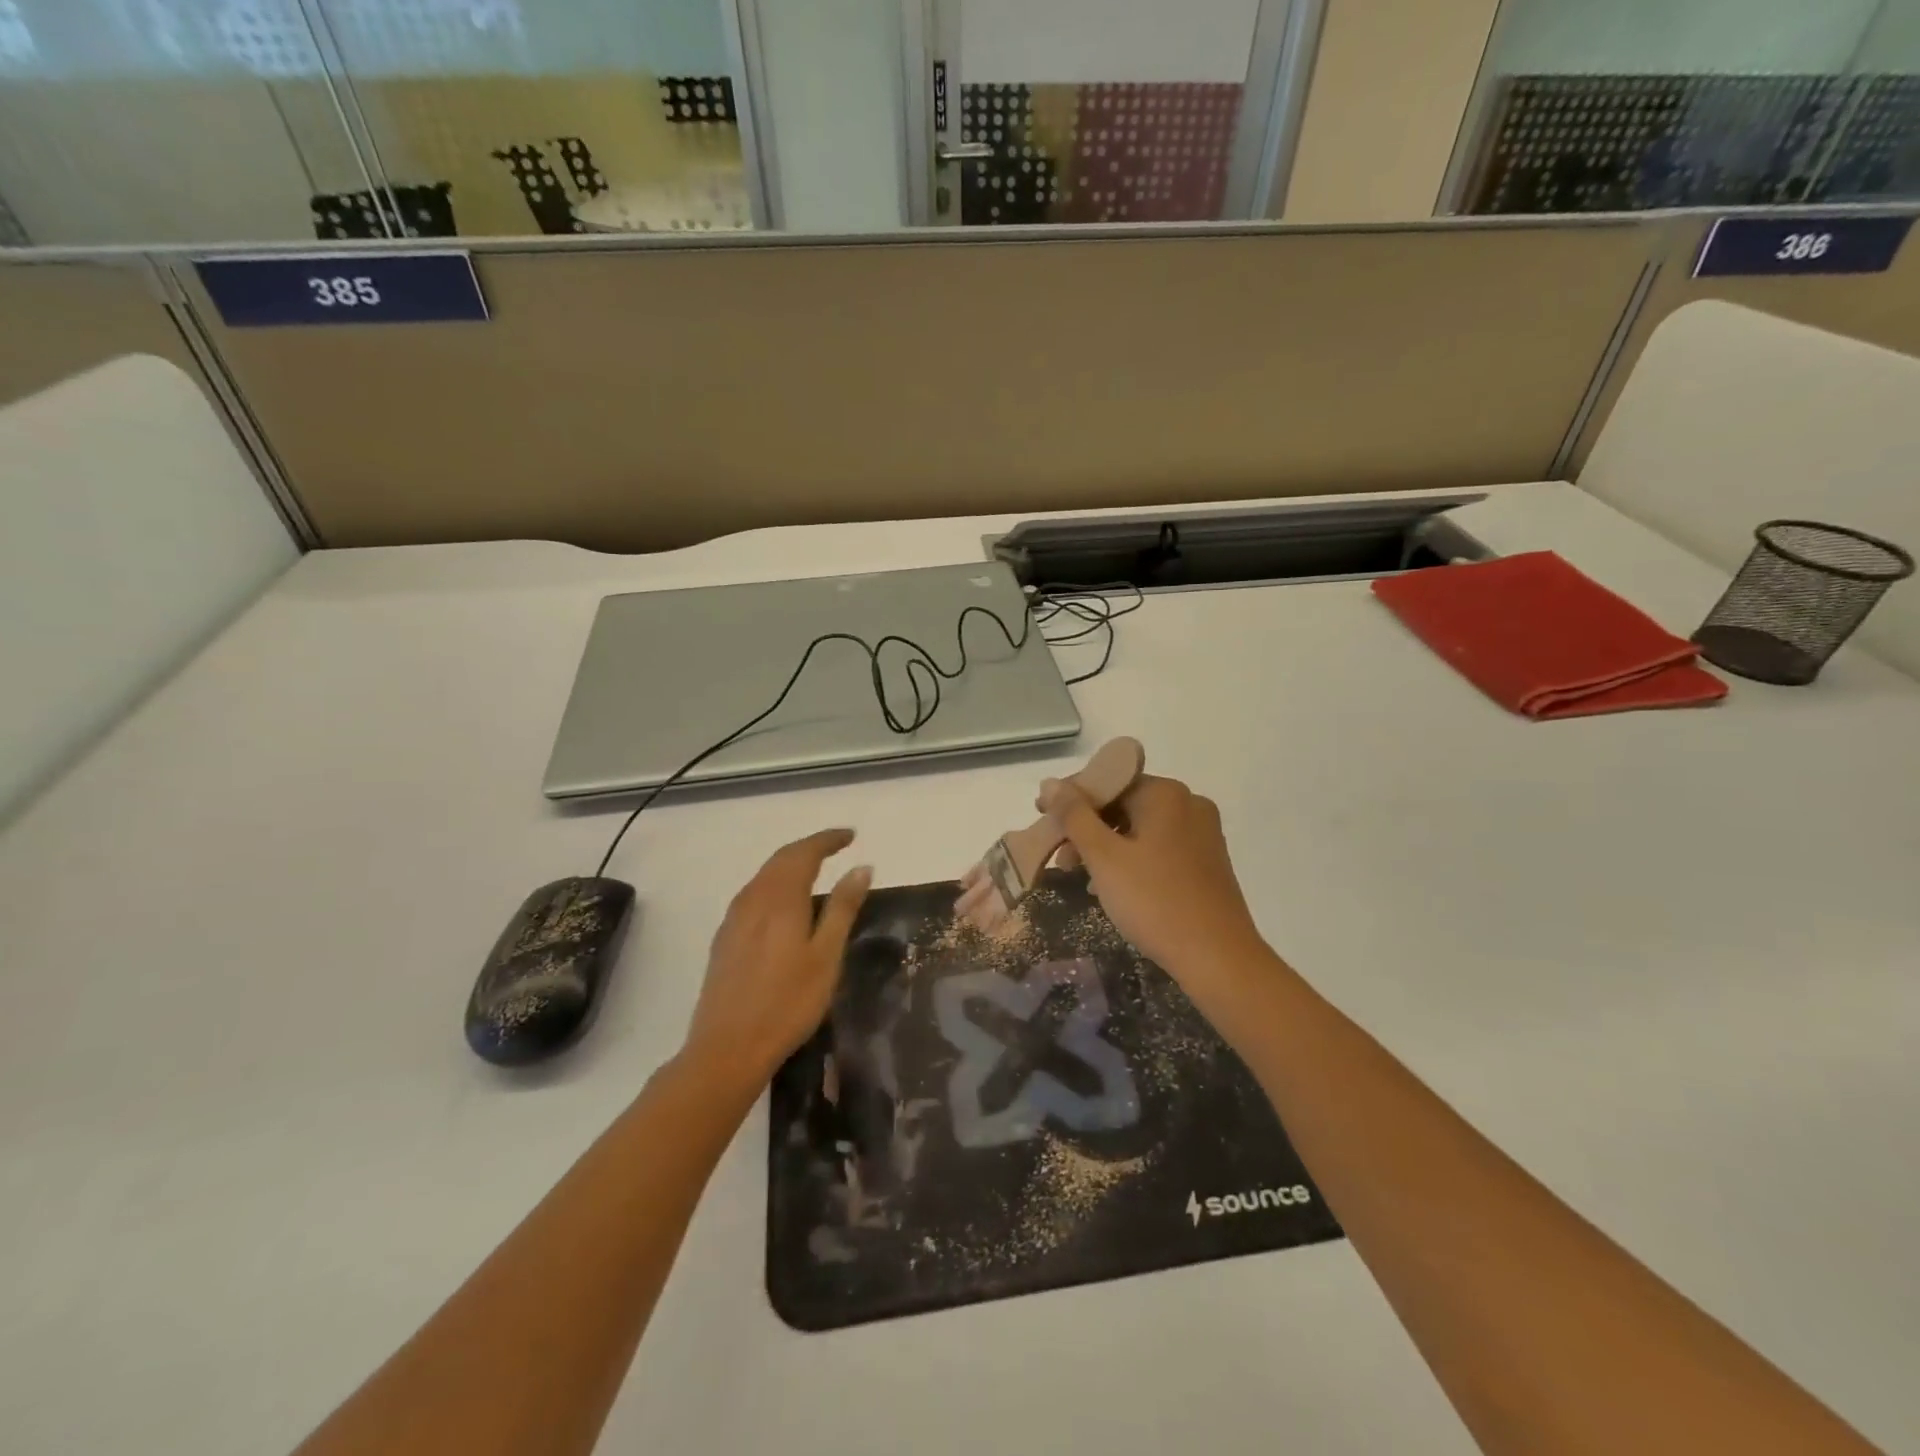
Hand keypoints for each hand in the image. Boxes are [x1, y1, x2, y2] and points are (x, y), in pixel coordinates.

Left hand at [683, 829, 870, 1091]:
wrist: (727, 1048)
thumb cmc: (788, 1003)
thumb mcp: (826, 956)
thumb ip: (843, 908)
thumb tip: (861, 867)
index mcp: (780, 898)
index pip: (804, 853)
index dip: (828, 840)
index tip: (851, 835)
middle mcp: (753, 899)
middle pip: (781, 860)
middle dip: (810, 848)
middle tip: (837, 846)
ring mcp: (734, 919)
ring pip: (764, 877)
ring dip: (790, 865)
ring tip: (816, 870)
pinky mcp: (725, 939)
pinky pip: (753, 895)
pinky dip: (775, 885)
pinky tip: (784, 903)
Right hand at [1039, 774, 1267, 984]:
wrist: (1218, 958)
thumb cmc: (1154, 901)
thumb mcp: (1104, 857)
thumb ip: (1074, 816)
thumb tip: (1049, 783)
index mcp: (1165, 793)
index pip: (1107, 781)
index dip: (1070, 798)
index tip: (1041, 817)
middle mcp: (1189, 803)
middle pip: (1124, 803)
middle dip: (1087, 827)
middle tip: (1060, 856)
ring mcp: (1202, 833)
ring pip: (1140, 827)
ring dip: (1106, 845)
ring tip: (1080, 875)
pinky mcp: (1207, 861)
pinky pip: (1159, 847)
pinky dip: (1131, 858)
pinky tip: (1113, 886)